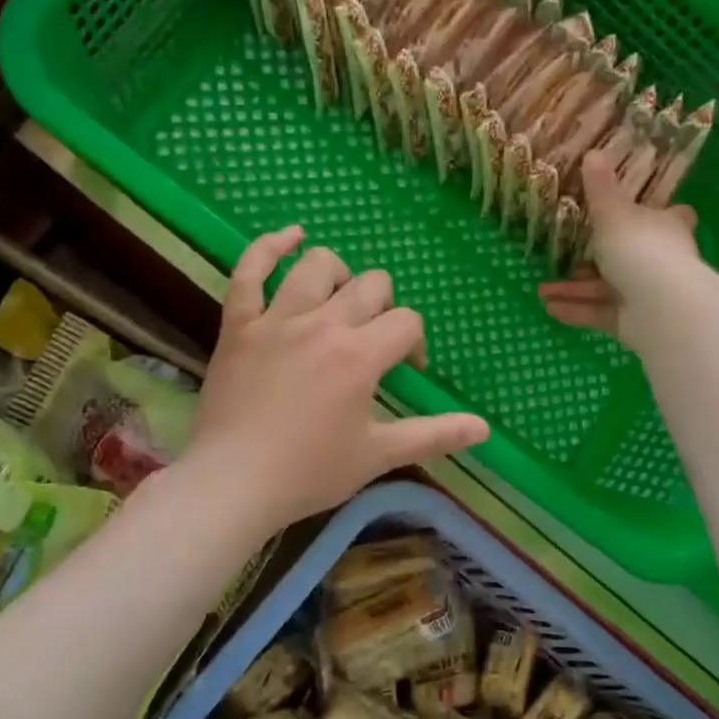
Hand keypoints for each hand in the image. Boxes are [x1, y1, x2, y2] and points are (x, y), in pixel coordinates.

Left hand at [184, 227, 489, 531]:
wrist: (233, 483)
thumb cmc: (309, 472)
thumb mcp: (379, 455)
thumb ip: (434, 435)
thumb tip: (485, 429)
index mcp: (360, 355)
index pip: (405, 323)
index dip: (414, 343)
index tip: (406, 372)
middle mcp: (322, 324)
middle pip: (370, 286)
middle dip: (384, 308)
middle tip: (373, 342)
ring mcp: (275, 319)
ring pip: (316, 266)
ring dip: (339, 275)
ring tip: (341, 299)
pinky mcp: (238, 324)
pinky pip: (249, 271)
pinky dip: (270, 247)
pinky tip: (290, 236)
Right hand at [538, 149, 702, 342]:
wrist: (661, 308)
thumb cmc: (640, 250)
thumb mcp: (614, 214)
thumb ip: (600, 189)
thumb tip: (593, 153)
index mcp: (664, 226)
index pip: (670, 216)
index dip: (657, 213)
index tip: (639, 211)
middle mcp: (660, 259)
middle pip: (629, 255)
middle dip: (594, 259)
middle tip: (564, 257)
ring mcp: (647, 293)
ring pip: (606, 288)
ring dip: (574, 289)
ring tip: (541, 289)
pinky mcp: (633, 322)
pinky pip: (600, 312)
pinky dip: (576, 309)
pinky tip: (549, 308)